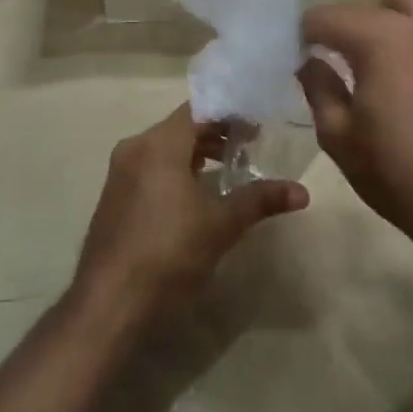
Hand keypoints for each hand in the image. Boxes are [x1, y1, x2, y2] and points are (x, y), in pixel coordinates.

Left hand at [74, 105, 308, 318]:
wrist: (110, 301)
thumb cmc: (170, 252)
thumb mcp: (222, 224)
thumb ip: (261, 200)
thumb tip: (302, 192)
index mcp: (159, 144)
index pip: (199, 109)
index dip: (231, 114)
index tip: (258, 126)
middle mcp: (135, 148)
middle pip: (182, 127)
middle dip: (216, 134)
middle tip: (251, 146)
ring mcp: (120, 172)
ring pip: (165, 148)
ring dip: (196, 153)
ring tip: (228, 169)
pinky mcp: (114, 196)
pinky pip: (150, 167)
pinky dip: (176, 169)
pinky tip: (196, 194)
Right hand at [298, 0, 412, 245]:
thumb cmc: (394, 171)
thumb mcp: (337, 135)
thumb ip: (318, 87)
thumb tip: (310, 61)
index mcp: (380, 40)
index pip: (327, 16)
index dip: (304, 35)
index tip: (296, 58)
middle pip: (367, 3)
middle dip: (343, 23)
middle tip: (330, 56)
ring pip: (407, 5)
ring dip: (381, 19)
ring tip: (368, 56)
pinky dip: (408, 34)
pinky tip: (399, 73)